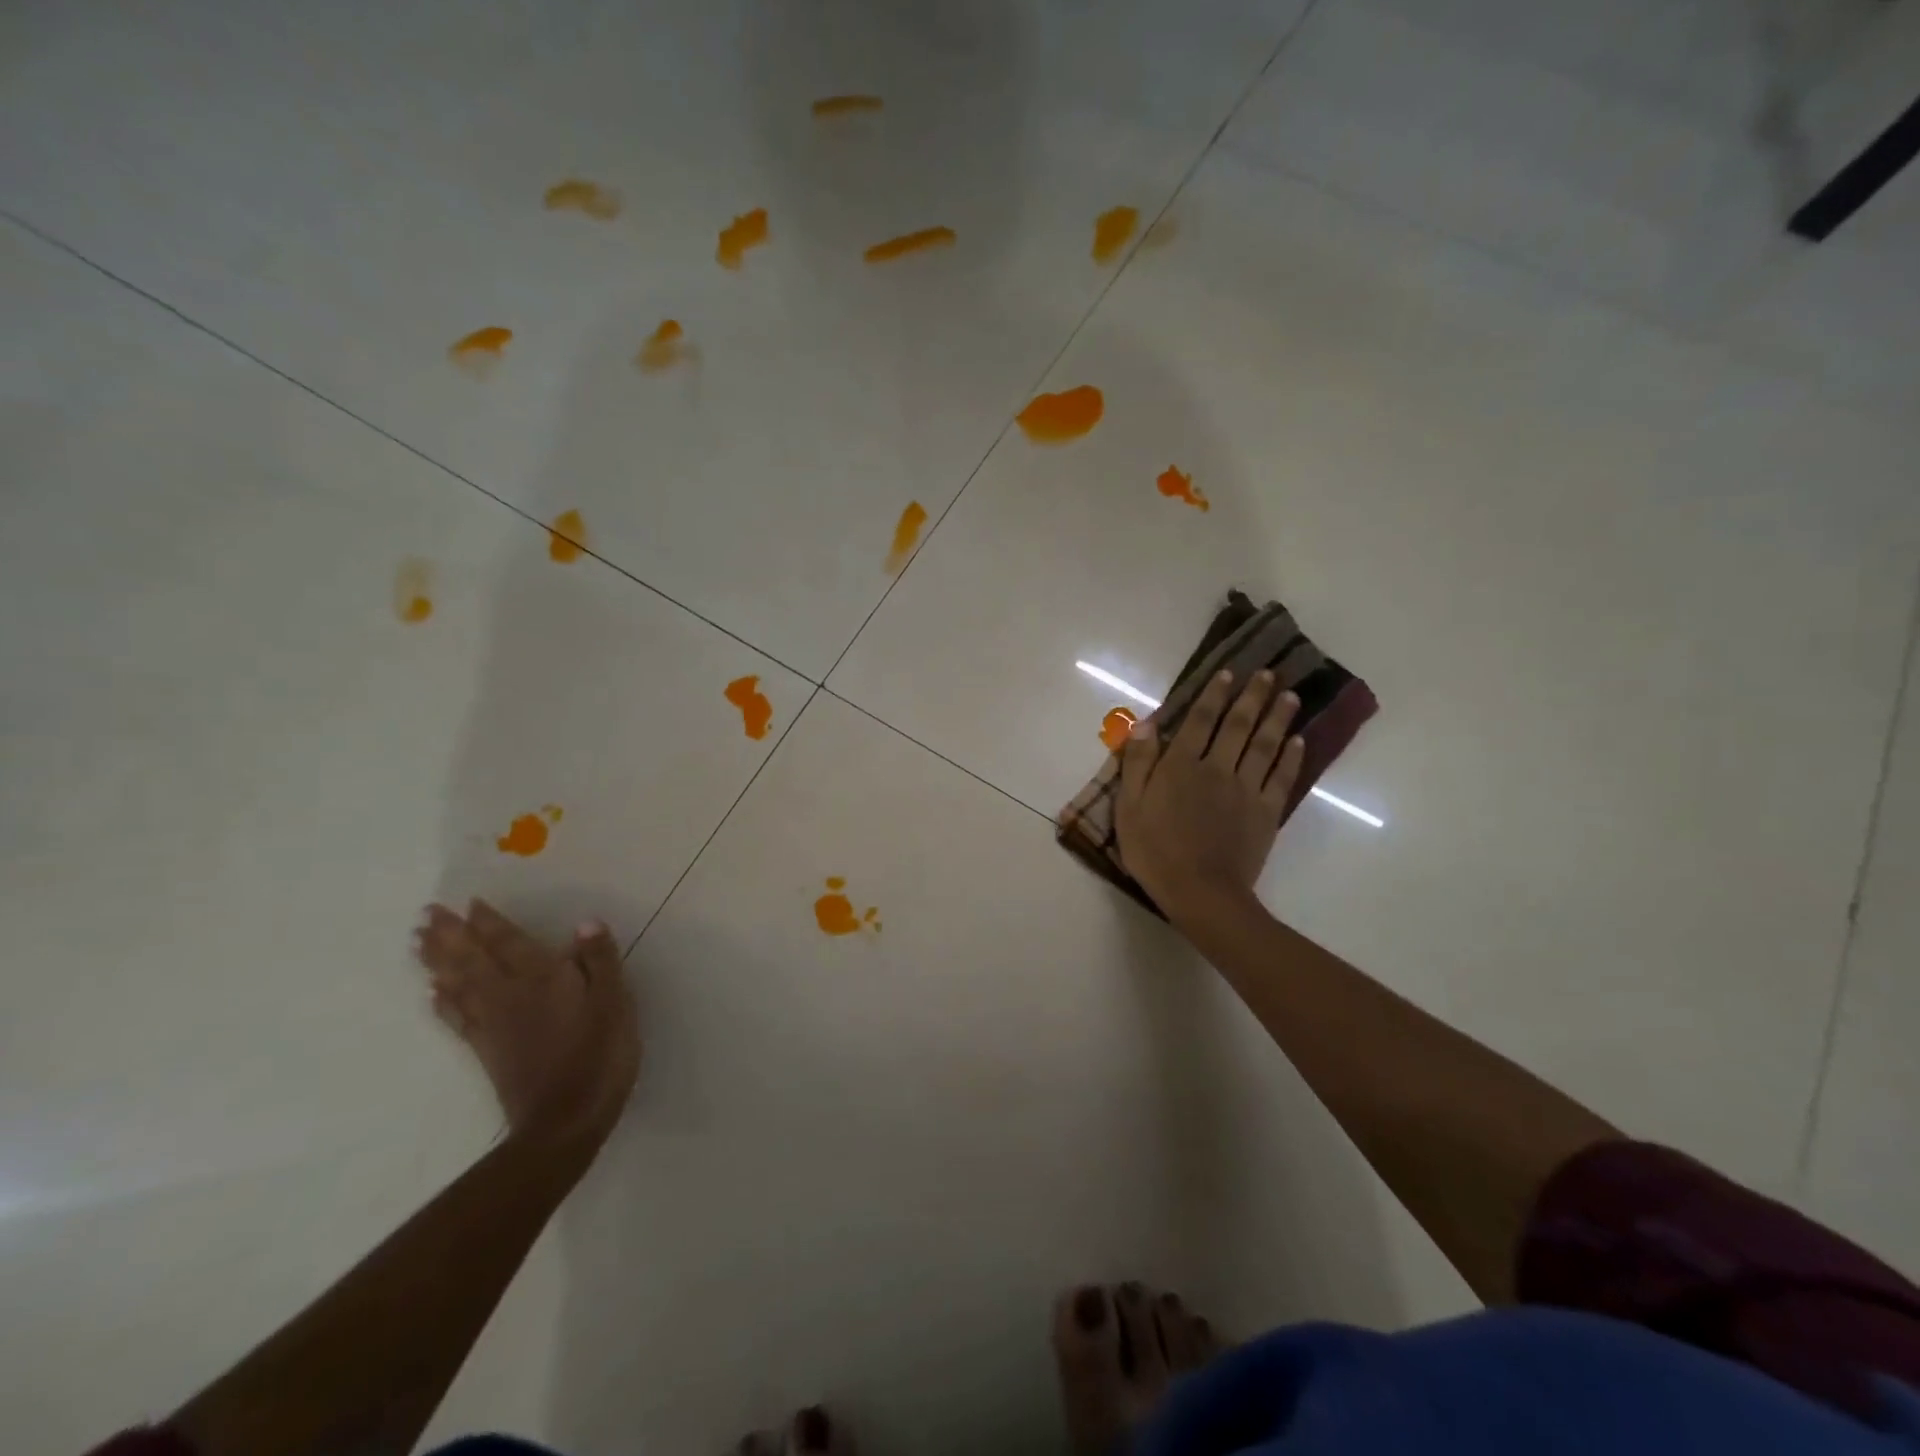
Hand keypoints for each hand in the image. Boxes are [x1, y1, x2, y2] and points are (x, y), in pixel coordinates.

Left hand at [414, 900, 639, 1145]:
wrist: (565, 1121)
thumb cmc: (599, 1054)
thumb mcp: (614, 1002)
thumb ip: (600, 961)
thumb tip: (585, 923)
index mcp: (542, 978)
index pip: (509, 942)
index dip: (489, 922)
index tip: (468, 901)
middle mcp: (509, 995)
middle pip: (472, 958)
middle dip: (449, 935)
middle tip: (425, 913)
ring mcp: (494, 1025)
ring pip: (458, 984)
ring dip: (438, 961)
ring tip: (418, 942)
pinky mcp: (487, 1052)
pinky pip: (458, 1019)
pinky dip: (443, 1002)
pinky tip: (433, 993)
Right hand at [1114, 669, 1303, 916]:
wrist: (1200, 892)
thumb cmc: (1155, 851)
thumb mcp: (1129, 807)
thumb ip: (1138, 763)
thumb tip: (1147, 724)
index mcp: (1180, 766)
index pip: (1199, 720)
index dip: (1213, 694)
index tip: (1227, 672)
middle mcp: (1217, 768)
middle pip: (1237, 725)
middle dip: (1252, 697)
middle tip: (1268, 674)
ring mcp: (1246, 790)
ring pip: (1264, 745)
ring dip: (1277, 718)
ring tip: (1290, 696)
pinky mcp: (1266, 813)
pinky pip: (1281, 778)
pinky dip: (1291, 758)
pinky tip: (1298, 742)